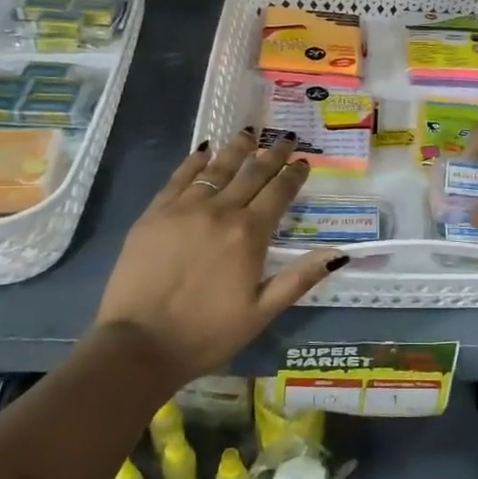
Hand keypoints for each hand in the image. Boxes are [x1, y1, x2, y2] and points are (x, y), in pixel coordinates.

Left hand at [94, 129, 345, 379]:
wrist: (138, 345)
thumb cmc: (207, 334)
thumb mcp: (262, 312)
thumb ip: (299, 278)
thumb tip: (339, 253)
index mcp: (250, 234)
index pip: (279, 193)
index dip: (293, 175)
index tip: (302, 162)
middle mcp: (220, 211)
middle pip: (252, 173)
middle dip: (271, 154)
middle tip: (284, 138)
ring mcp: (184, 209)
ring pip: (217, 169)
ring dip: (236, 149)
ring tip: (249, 133)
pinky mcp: (154, 214)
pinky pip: (179, 178)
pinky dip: (195, 162)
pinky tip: (204, 152)